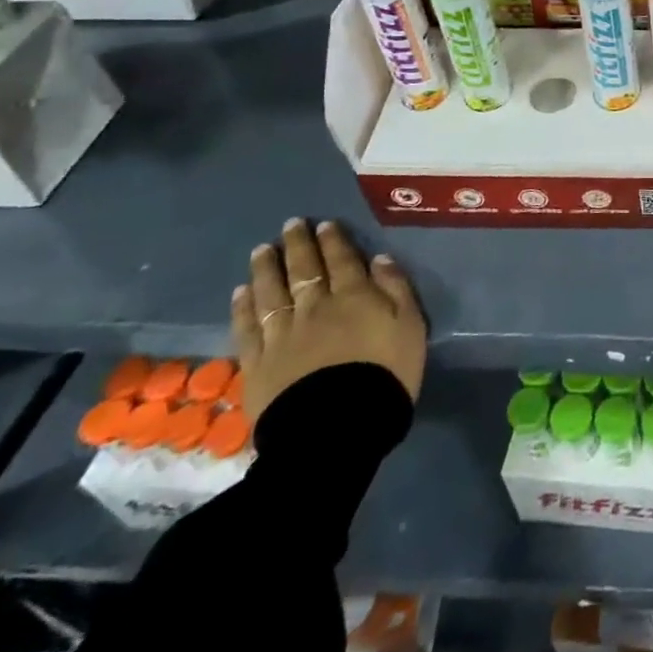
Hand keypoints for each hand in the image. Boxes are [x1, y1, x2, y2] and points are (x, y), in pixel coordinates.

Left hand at [231, 218, 426, 421]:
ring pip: (271, 292)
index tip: (324, 224)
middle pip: (304, 269)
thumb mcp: (411, 327)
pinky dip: (244, 307)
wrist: (337, 427)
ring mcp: (283, 334)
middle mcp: (316, 306)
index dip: (333, 240)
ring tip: (261, 250)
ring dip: (266, 268)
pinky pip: (248, 328)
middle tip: (290, 225)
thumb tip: (380, 259)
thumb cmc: (385, 374)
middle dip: (298, 244)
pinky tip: (241, 293)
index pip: (343, 260)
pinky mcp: (258, 363)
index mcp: (355, 296)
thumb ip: (396, 289)